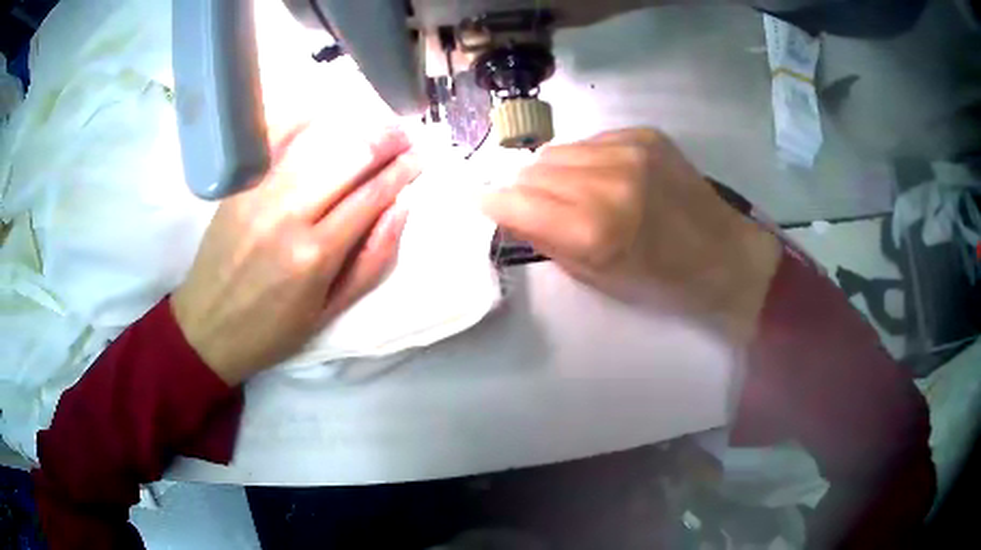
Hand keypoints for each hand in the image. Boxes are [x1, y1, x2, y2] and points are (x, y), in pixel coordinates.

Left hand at [171, 126, 420, 384]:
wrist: (207, 326)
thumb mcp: (331, 311)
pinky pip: (275, 138)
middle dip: (385, 139)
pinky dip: (304, 119)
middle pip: (348, 156)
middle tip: (404, 135)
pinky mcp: (238, 185)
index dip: (403, 170)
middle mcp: (287, 214)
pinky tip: (325, 114)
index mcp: (315, 255)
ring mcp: (258, 193)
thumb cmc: (273, 329)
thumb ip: (372, 260)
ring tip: (375, 123)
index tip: (422, 156)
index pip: (372, 194)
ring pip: (316, 140)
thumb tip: (401, 206)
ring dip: (353, 125)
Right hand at [481, 128, 780, 341]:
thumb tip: (509, 210)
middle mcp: (608, 180)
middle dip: (527, 188)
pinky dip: (588, 160)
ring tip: (579, 191)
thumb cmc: (660, 281)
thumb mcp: (596, 278)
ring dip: (557, 172)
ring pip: (560, 150)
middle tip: (541, 206)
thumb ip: (546, 240)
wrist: (723, 255)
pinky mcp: (645, 135)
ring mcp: (629, 150)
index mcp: (594, 229)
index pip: (516, 200)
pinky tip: (610, 178)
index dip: (494, 201)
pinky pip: (592, 141)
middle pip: (534, 169)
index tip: (486, 203)